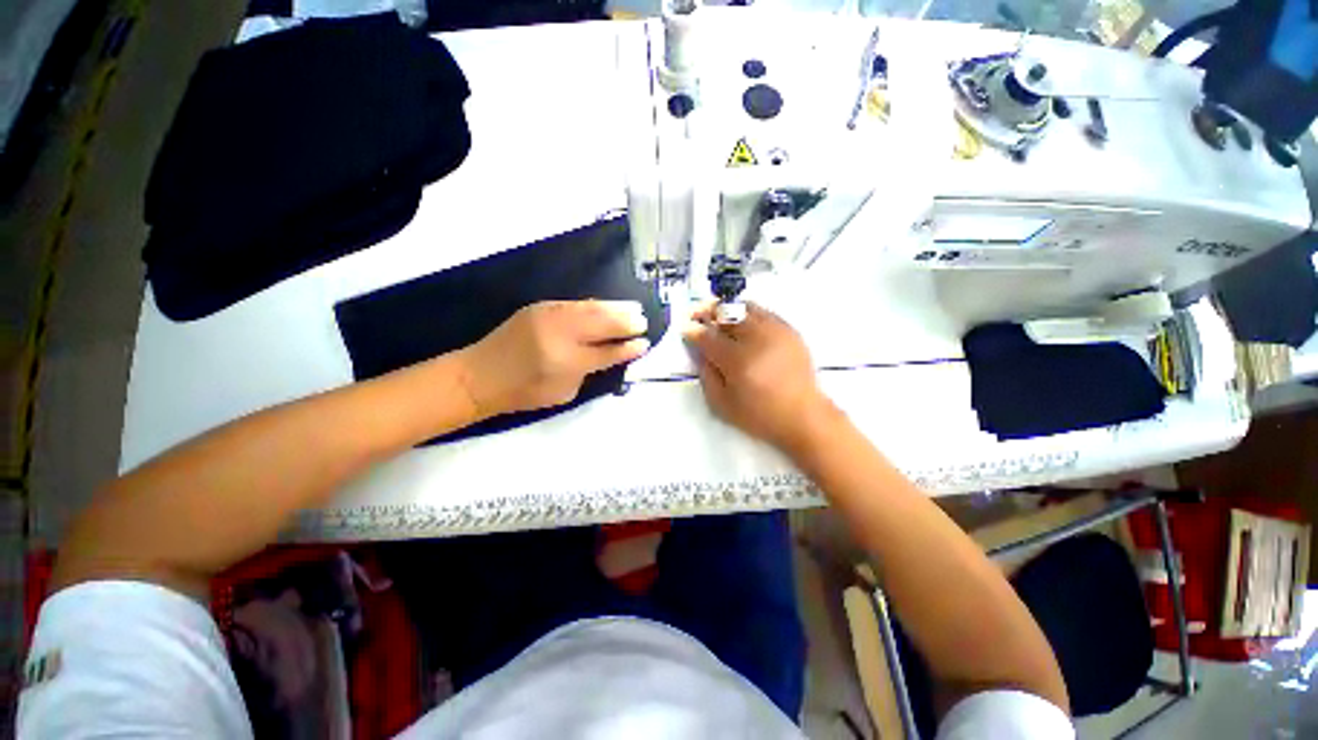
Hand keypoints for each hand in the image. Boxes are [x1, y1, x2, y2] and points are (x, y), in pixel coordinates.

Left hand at [457, 300, 650, 417]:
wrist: (480, 375)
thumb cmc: (525, 392)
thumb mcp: (565, 391)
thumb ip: (590, 371)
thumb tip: (612, 353)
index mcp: (568, 361)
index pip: (607, 352)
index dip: (628, 348)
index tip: (645, 343)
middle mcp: (562, 334)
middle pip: (603, 323)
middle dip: (627, 322)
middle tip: (643, 322)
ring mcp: (550, 315)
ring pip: (592, 307)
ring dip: (616, 308)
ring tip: (633, 309)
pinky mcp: (541, 306)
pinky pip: (577, 303)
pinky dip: (596, 305)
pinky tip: (607, 306)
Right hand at [683, 302, 838, 452]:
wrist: (802, 416)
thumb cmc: (759, 416)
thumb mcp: (721, 404)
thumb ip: (706, 374)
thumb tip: (699, 351)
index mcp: (737, 360)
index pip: (707, 336)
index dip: (692, 330)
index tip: (685, 328)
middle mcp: (756, 339)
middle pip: (726, 314)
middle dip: (707, 311)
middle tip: (697, 314)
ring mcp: (775, 332)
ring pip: (745, 307)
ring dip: (727, 309)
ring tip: (718, 315)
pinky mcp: (789, 331)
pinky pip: (764, 312)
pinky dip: (748, 312)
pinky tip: (743, 321)